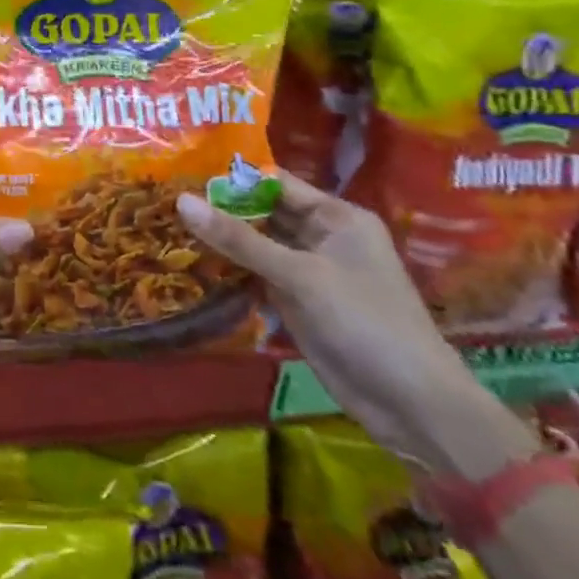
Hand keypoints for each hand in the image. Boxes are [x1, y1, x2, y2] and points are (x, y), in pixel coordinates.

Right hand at [178, 175, 527, 475]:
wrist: (413, 406)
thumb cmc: (365, 322)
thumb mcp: (299, 275)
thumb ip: (239, 239)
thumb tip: (181, 201)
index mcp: (337, 217)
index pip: (276, 183)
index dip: (232, 178)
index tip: (183, 172)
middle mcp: (323, 237)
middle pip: (263, 213)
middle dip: (220, 209)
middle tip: (165, 199)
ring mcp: (310, 271)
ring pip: (257, 245)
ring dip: (222, 241)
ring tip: (167, 226)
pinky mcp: (298, 302)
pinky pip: (258, 275)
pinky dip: (231, 271)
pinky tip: (191, 263)